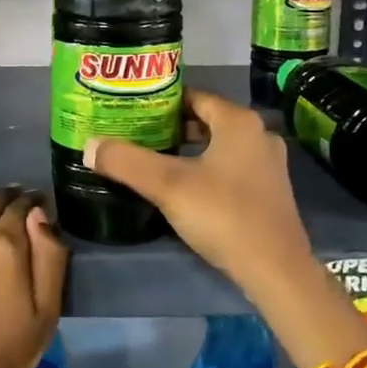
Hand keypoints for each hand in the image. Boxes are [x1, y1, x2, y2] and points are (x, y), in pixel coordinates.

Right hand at [84, 90, 314, 296]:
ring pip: (220, 146)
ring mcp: (269, 165)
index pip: (194, 96)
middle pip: (207, 120)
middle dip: (173, 126)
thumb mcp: (168, 186)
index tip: (134, 111)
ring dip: (190, 150)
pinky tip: (185, 188)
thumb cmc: (223, 215)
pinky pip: (232, 168)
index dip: (162, 101)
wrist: (276, 271)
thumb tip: (89, 145)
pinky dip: (207, 169)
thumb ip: (127, 162)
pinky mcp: (271, 193)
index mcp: (238, 122)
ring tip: (155, 160)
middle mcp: (258, 135)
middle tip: (138, 134)